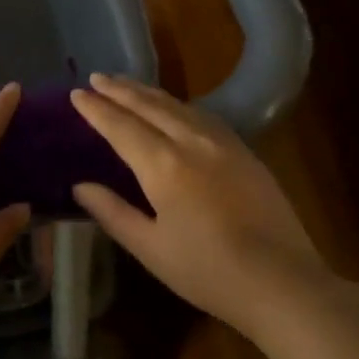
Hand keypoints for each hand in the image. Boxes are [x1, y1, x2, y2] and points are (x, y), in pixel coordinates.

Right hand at [71, 73, 328, 339]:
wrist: (282, 280)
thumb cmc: (208, 271)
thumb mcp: (151, 249)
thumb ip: (113, 213)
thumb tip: (80, 186)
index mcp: (163, 164)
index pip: (120, 126)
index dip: (96, 109)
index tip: (76, 94)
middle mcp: (190, 141)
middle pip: (148, 105)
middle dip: (119, 89)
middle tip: (96, 78)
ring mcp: (221, 142)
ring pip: (177, 105)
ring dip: (147, 91)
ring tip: (126, 84)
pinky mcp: (243, 150)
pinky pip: (201, 114)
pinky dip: (177, 103)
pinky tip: (173, 106)